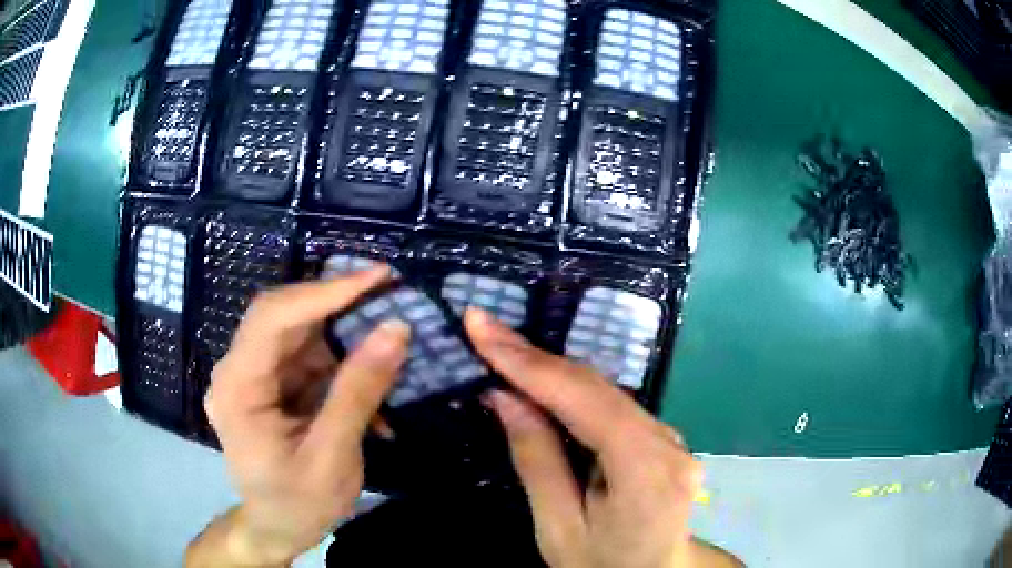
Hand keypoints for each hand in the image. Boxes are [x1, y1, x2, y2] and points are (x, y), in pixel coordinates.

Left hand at [193, 267, 409, 565]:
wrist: (276, 530)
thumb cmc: (298, 504)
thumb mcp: (332, 457)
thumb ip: (359, 392)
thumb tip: (396, 329)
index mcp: (237, 387)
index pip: (273, 317)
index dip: (324, 291)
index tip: (378, 277)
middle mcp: (238, 370)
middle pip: (284, 317)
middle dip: (337, 302)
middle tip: (390, 290)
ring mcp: (254, 376)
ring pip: (299, 332)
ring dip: (344, 331)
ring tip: (388, 329)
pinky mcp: (271, 385)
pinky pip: (307, 357)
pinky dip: (342, 360)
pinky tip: (371, 370)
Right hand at [466, 309, 721, 567]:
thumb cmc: (602, 565)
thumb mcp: (558, 528)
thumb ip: (537, 461)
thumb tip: (506, 397)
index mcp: (646, 474)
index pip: (584, 402)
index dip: (529, 363)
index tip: (480, 327)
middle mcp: (668, 444)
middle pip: (596, 387)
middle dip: (534, 357)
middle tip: (483, 330)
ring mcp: (671, 437)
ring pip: (605, 390)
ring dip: (550, 370)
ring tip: (501, 349)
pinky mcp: (663, 438)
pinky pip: (612, 404)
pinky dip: (572, 390)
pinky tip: (540, 381)